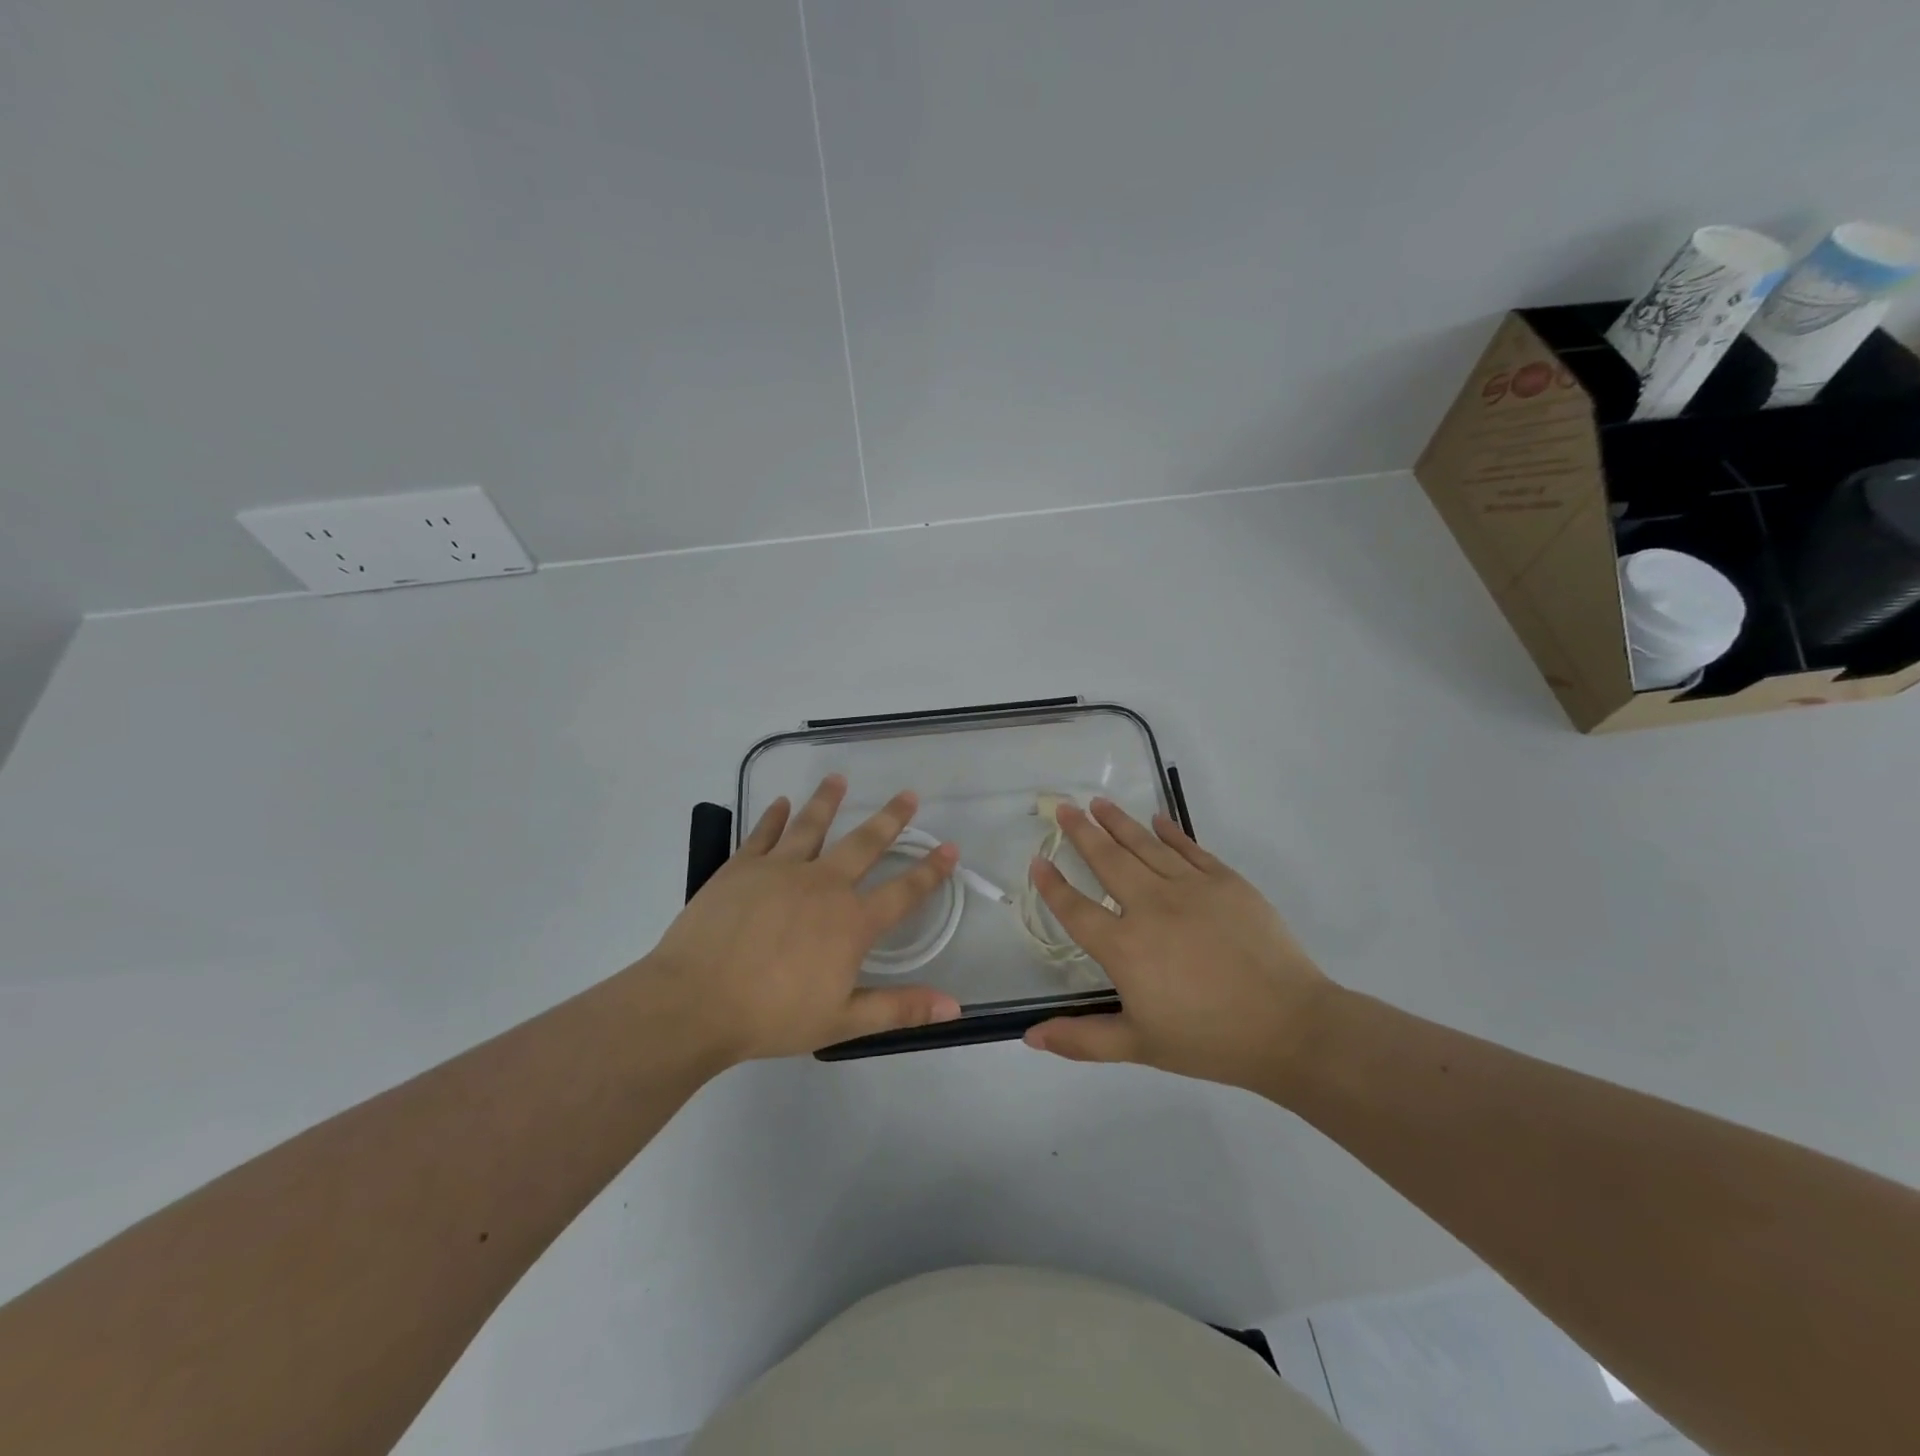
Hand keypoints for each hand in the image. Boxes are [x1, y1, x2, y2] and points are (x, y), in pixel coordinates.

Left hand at [645, 775, 961, 1060]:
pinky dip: (774, 816)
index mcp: (851, 922)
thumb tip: (955, 1005)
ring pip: (812, 826)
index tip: (949, 847)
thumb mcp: (842, 1020)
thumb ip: (900, 1009)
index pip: (903, 891)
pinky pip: (763, 833)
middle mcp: (823, 885)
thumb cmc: (772, 1016)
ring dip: (828, 801)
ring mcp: (780, 870)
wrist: (695, 1002)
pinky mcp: (741, 867)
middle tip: (908, 795)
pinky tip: (781, 802)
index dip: (930, 871)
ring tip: (839, 779)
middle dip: (890, 819)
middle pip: (864, 844)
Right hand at [1023, 798, 1332, 1092]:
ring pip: (1145, 845)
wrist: (1289, 1026)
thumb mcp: (1139, 1046)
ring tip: (1099, 803)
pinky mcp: (1225, 881)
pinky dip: (1170, 831)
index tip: (1037, 860)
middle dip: (1081, 832)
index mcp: (1124, 947)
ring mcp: (1190, 888)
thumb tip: (1030, 1037)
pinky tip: (1157, 819)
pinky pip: (1190, 848)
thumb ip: (1082, 1039)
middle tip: (1064, 807)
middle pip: (1107, 861)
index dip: (1052, 884)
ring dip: (1118, 822)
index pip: (1075, 909)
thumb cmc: (1209, 1040)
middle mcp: (1150, 906)